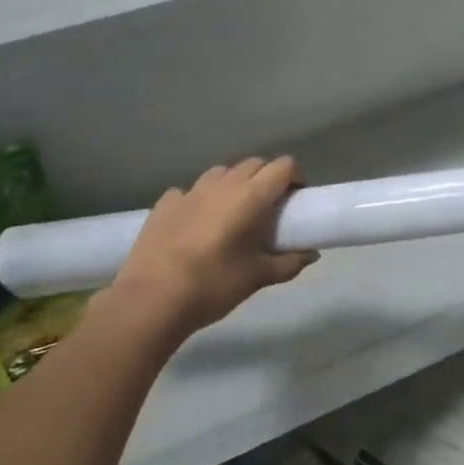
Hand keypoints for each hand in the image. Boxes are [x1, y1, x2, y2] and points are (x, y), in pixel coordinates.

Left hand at [107, 157, 317, 339]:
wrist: (152, 299)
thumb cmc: (214, 285)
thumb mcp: (258, 278)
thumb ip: (289, 263)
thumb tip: (311, 255)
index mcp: (251, 196)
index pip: (283, 166)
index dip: (294, 177)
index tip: (295, 199)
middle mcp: (223, 184)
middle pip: (254, 164)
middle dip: (266, 178)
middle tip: (268, 209)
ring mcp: (190, 191)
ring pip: (221, 173)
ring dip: (233, 184)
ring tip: (232, 213)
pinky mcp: (164, 203)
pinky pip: (189, 190)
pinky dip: (200, 199)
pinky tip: (197, 222)